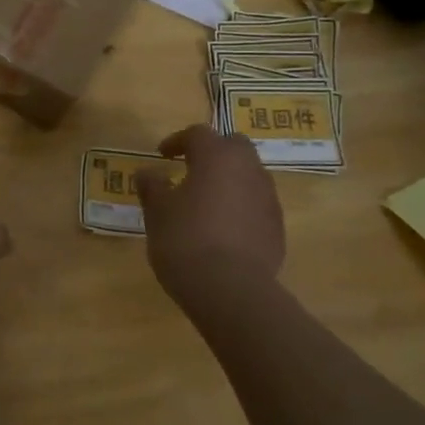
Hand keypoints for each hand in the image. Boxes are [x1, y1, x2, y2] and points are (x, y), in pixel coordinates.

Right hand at [136, 125, 285, 292]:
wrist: (231, 290)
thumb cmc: (185, 240)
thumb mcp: (157, 212)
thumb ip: (152, 186)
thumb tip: (148, 173)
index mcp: (217, 157)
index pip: (198, 133)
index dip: (178, 141)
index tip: (162, 156)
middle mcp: (248, 169)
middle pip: (233, 146)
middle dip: (213, 152)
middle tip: (191, 169)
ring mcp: (268, 198)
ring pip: (249, 175)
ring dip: (229, 180)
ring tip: (207, 202)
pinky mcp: (277, 227)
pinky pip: (257, 205)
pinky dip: (241, 207)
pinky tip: (223, 230)